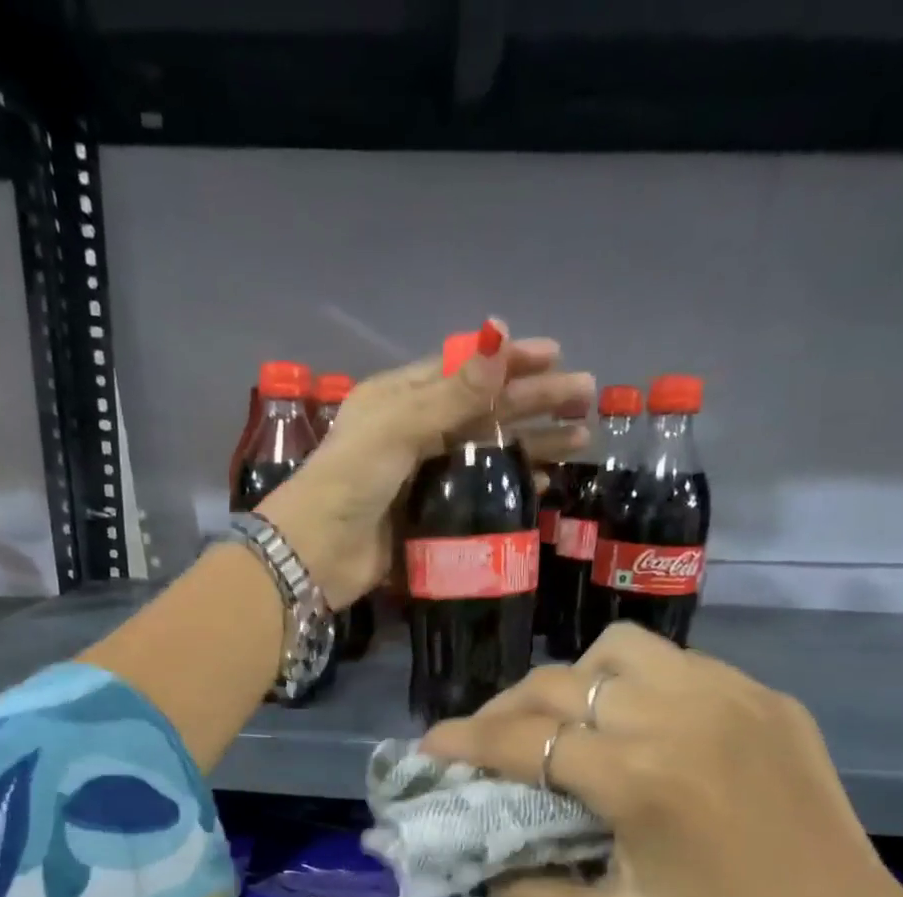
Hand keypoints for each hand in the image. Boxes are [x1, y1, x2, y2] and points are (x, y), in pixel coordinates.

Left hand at [256, 322, 594, 608]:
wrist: (316, 555)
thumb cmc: (350, 480)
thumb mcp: (399, 427)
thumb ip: (453, 392)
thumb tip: (501, 335)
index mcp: (399, 399)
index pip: (464, 370)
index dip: (509, 362)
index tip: (556, 355)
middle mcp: (413, 433)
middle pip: (484, 411)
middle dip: (535, 402)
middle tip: (585, 399)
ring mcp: (423, 477)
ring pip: (487, 453)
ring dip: (531, 445)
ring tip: (581, 441)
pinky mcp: (430, 517)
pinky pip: (479, 496)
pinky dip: (509, 488)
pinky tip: (543, 484)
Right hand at [419, 624, 902, 896]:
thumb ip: (522, 896)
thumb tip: (479, 859)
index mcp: (640, 780)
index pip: (521, 740)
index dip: (463, 741)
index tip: (429, 748)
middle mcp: (682, 717)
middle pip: (558, 684)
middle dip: (505, 710)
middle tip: (486, 744)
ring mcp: (733, 698)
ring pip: (619, 652)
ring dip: (572, 683)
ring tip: (562, 728)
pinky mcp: (769, 702)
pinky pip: (679, 665)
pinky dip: (635, 685)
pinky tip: (637, 729)